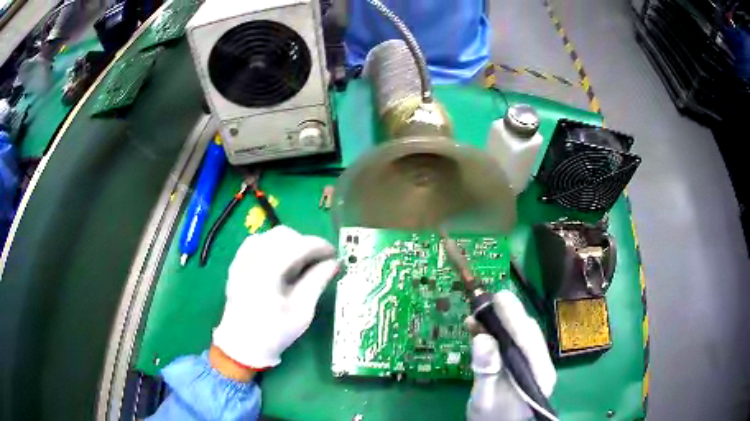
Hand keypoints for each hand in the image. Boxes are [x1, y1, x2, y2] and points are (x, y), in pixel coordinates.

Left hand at [212, 226, 338, 369]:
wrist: (242, 345)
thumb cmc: (275, 333)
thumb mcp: (301, 312)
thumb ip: (316, 282)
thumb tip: (334, 263)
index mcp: (266, 274)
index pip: (296, 245)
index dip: (319, 245)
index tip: (334, 254)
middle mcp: (251, 261)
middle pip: (282, 235)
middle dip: (304, 243)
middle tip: (319, 260)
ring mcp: (240, 261)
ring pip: (269, 235)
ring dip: (289, 242)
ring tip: (300, 262)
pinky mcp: (236, 264)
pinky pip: (256, 242)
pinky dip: (272, 245)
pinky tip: (280, 261)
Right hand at [466, 291, 556, 420]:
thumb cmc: (493, 418)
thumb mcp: (485, 398)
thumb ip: (486, 371)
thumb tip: (482, 337)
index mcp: (539, 375)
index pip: (529, 340)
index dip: (514, 317)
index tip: (499, 297)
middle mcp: (540, 364)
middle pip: (526, 333)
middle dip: (507, 315)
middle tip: (487, 299)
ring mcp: (532, 362)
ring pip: (519, 335)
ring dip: (499, 322)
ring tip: (477, 314)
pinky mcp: (521, 362)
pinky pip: (510, 342)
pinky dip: (495, 332)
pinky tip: (478, 328)